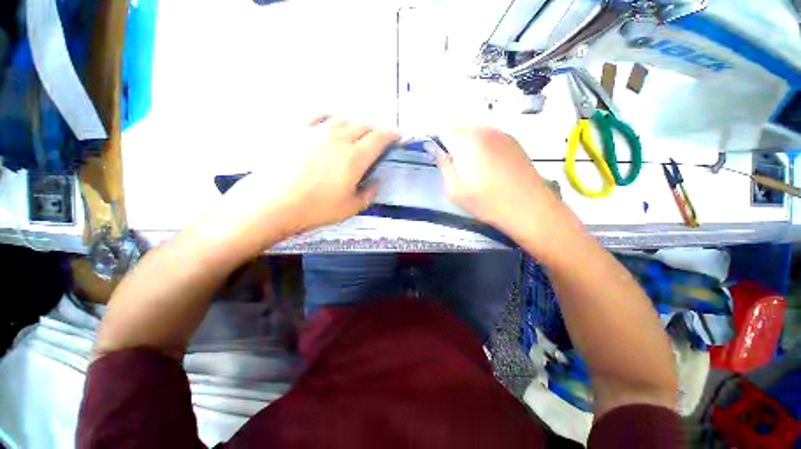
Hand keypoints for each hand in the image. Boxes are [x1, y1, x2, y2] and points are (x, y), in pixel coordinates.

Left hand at [204, 116, 398, 251]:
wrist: (273, 202)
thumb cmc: (316, 208)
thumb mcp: (351, 207)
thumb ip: (368, 193)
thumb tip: (375, 182)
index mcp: (355, 157)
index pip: (379, 138)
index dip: (391, 135)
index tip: (397, 137)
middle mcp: (339, 138)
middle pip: (363, 126)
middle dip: (375, 131)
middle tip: (377, 141)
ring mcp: (316, 130)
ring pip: (343, 119)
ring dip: (355, 125)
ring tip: (356, 134)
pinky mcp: (297, 130)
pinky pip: (318, 116)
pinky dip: (329, 117)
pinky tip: (329, 123)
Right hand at [436, 127, 558, 239]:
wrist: (529, 208)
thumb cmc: (487, 202)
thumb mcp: (455, 189)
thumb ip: (443, 166)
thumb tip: (435, 150)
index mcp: (467, 141)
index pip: (443, 130)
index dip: (437, 142)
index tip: (437, 157)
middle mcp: (485, 131)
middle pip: (460, 129)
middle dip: (452, 144)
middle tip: (454, 166)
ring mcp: (502, 134)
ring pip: (475, 133)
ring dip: (468, 146)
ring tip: (472, 169)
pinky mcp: (514, 142)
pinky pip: (490, 138)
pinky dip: (483, 147)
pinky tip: (489, 167)